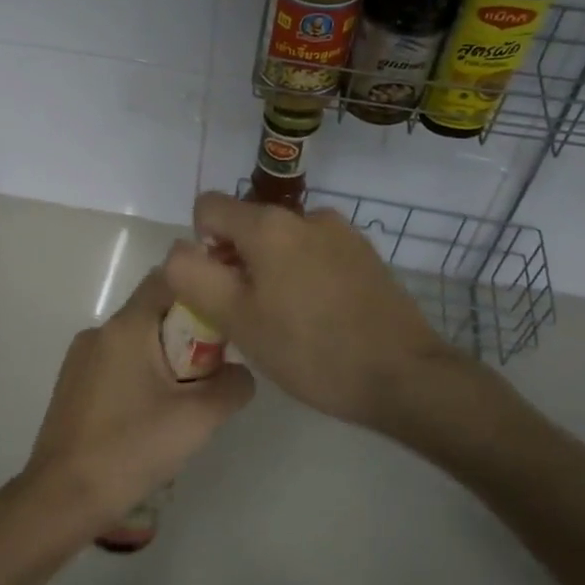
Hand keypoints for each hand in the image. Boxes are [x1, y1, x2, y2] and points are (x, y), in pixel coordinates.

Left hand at [11, 267, 254, 541]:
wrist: (62, 498)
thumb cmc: (131, 450)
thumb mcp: (198, 420)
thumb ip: (233, 385)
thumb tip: (239, 372)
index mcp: (126, 327)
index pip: (169, 278)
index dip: (203, 290)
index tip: (228, 319)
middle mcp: (99, 332)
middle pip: (155, 312)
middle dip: (189, 335)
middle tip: (211, 375)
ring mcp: (81, 359)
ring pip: (137, 342)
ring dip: (165, 360)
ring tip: (182, 404)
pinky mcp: (73, 385)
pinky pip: (117, 365)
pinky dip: (141, 377)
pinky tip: (149, 419)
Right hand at [162, 192, 496, 436]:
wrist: (405, 376)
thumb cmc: (310, 350)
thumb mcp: (236, 319)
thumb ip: (192, 276)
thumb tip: (179, 250)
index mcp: (269, 225)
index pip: (208, 207)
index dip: (201, 245)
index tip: (221, 289)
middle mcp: (306, 215)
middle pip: (248, 226)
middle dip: (238, 263)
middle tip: (252, 316)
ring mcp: (342, 233)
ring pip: (283, 243)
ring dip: (272, 272)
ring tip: (290, 322)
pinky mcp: (367, 256)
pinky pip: (315, 255)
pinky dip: (305, 277)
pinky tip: (322, 319)